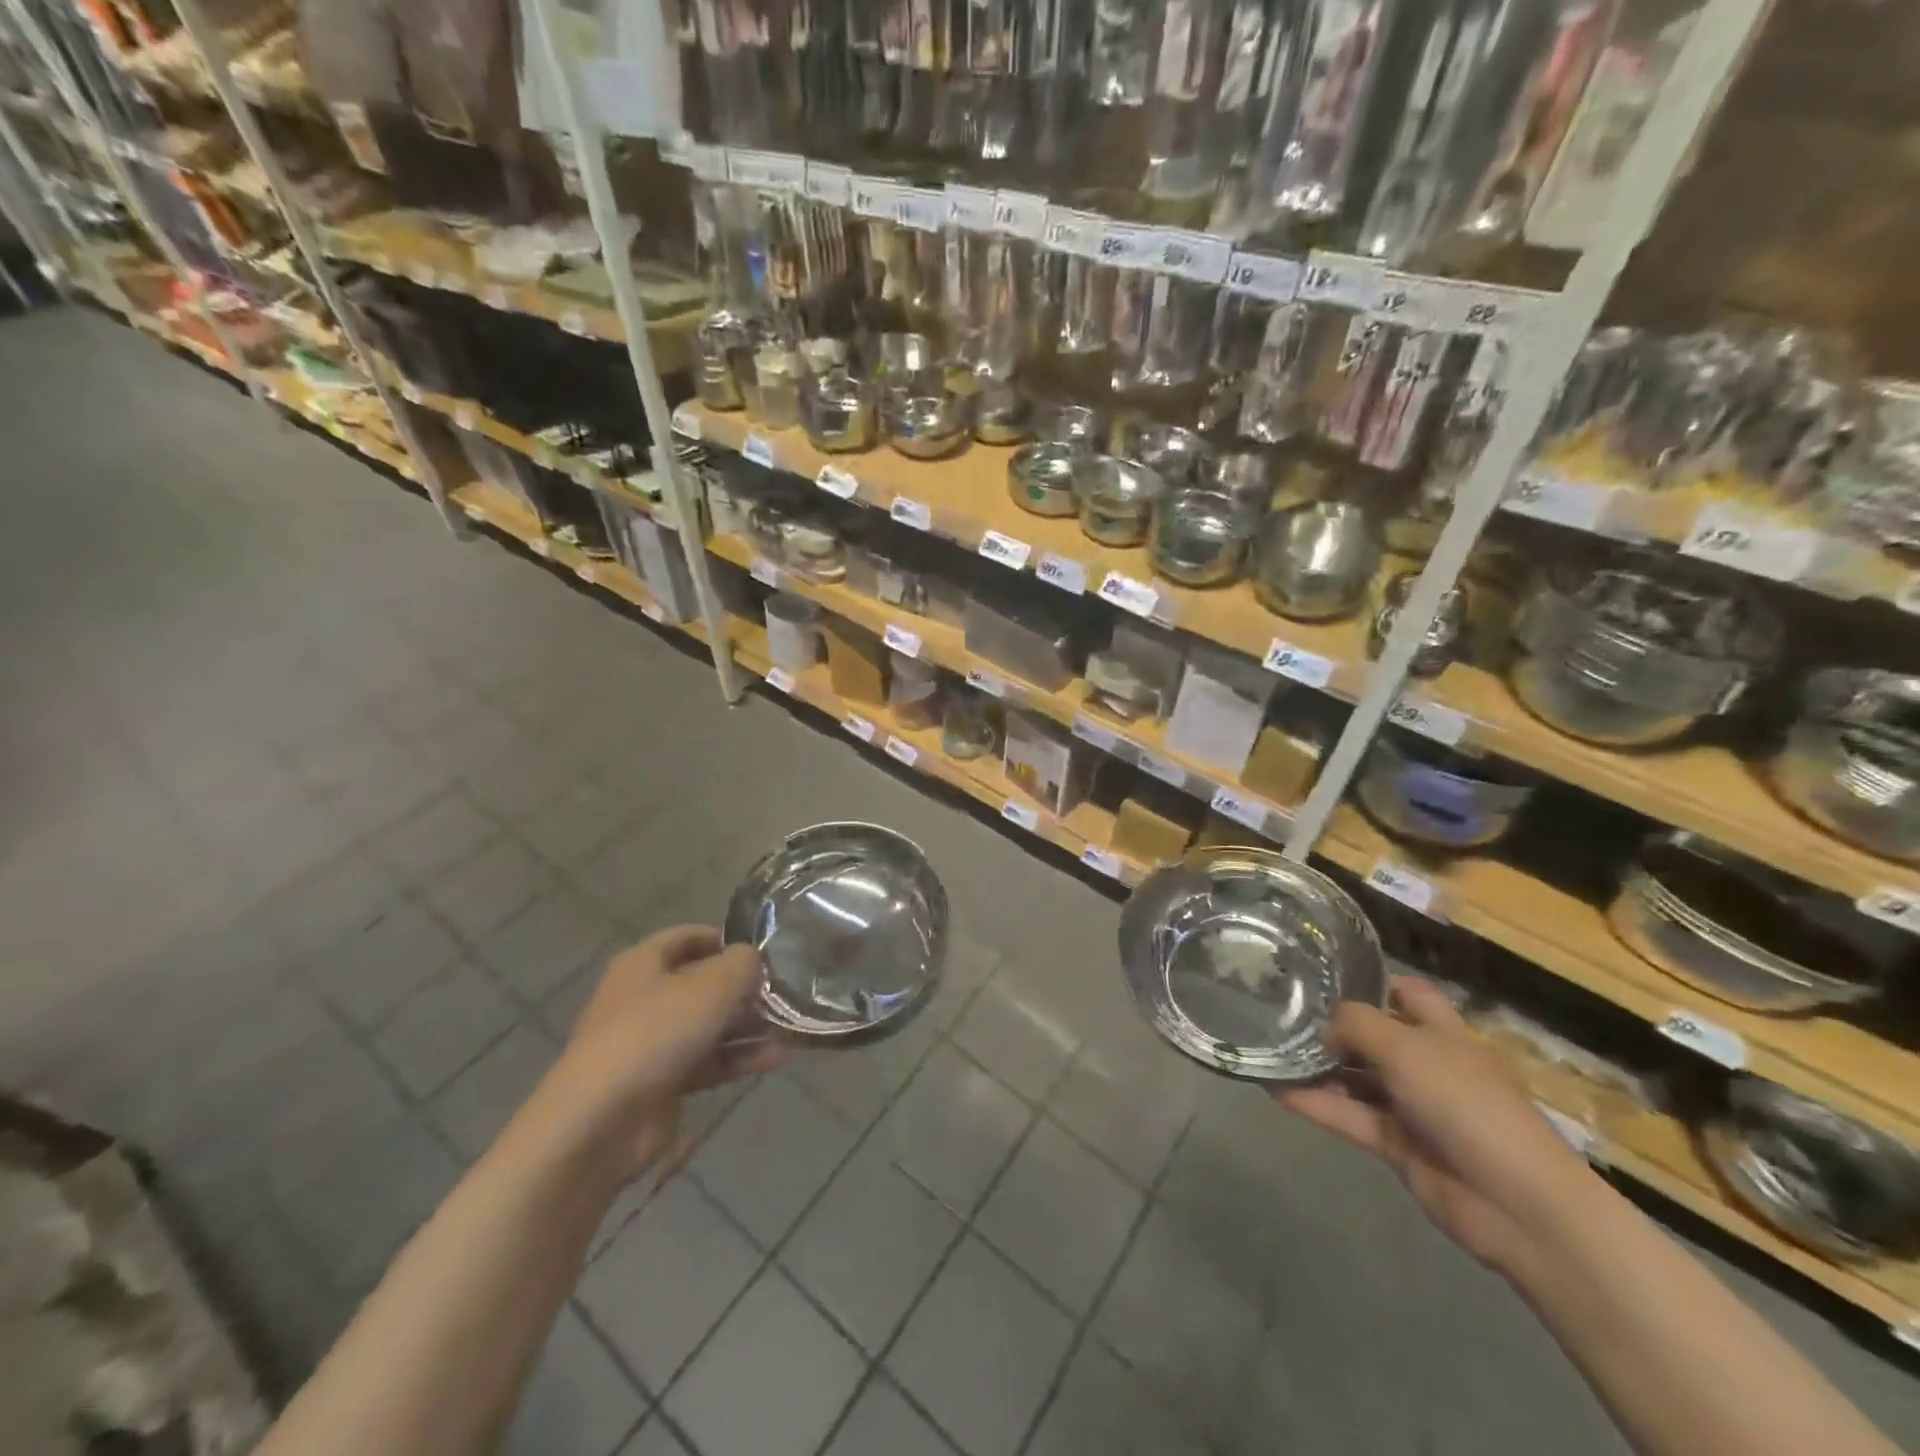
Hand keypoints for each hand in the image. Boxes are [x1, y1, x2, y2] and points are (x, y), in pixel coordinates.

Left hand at [530, 926, 781, 1182]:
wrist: (599, 1122)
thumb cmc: (654, 1034)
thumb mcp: (710, 986)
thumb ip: (742, 965)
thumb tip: (755, 959)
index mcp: (643, 964)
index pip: (687, 937)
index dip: (724, 938)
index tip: (763, 949)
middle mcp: (644, 998)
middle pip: (702, 984)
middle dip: (744, 989)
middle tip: (785, 992)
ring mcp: (650, 1044)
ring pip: (707, 1026)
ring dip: (747, 1026)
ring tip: (789, 1029)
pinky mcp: (660, 1084)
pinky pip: (707, 1062)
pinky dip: (737, 1059)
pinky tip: (775, 1059)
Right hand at [1273, 977, 1595, 1271]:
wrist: (1516, 1205)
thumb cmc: (1467, 1104)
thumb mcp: (1407, 1048)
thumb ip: (1357, 1024)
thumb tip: (1325, 1029)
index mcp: (1444, 1034)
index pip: (1409, 995)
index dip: (1374, 983)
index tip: (1326, 978)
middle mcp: (1427, 1065)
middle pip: (1374, 1036)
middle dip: (1333, 1027)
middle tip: (1282, 1012)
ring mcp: (1412, 1107)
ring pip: (1356, 1078)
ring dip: (1318, 1067)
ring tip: (1270, 1049)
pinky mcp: (1396, 1145)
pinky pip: (1348, 1116)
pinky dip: (1316, 1104)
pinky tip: (1276, 1090)